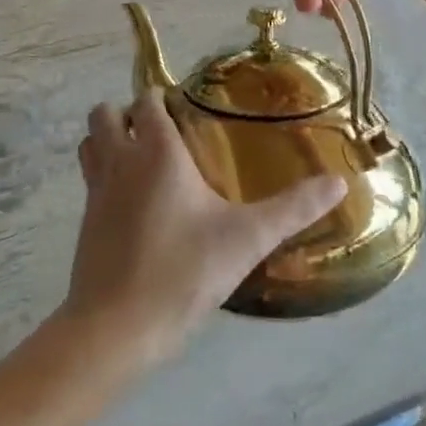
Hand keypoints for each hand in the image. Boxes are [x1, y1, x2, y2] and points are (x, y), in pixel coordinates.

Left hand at [65, 90, 345, 365]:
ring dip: (109, 140)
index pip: (147, 99)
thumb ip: (294, 208)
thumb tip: (340, 181)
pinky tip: (136, 204)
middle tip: (164, 135)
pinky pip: (90, 178)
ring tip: (145, 161)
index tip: (187, 110)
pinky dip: (105, 175)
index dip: (162, 98)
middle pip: (105, 113)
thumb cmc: (183, 271)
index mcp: (156, 151)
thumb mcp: (247, 238)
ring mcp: (95, 190)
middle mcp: (119, 160)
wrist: (116, 327)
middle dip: (128, 114)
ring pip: (90, 143)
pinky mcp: (85, 220)